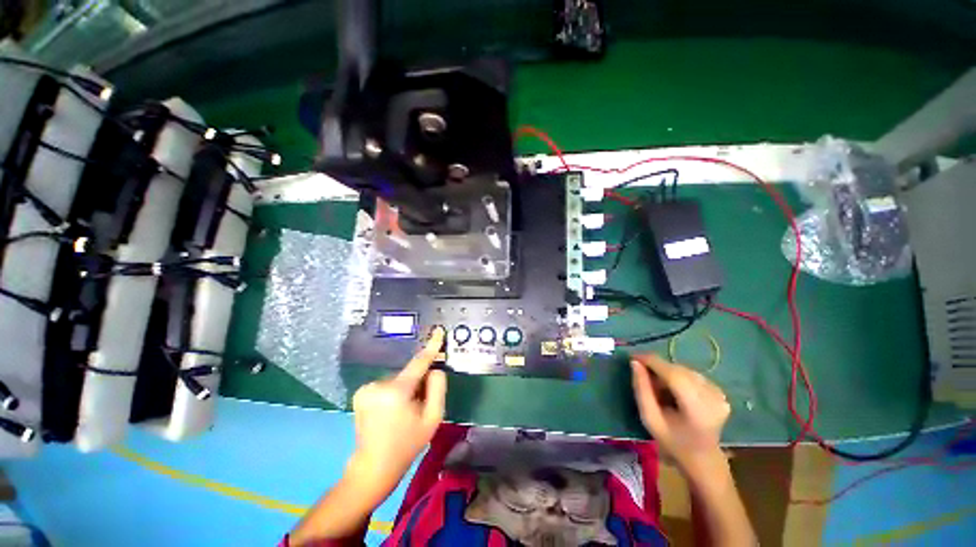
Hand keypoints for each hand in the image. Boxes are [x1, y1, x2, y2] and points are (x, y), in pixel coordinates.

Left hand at [348, 327, 447, 493]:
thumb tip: (434, 369)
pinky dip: (394, 391)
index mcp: (396, 392)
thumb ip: (438, 388)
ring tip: (403, 411)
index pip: (418, 362)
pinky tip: (392, 410)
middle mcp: (378, 385)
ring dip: (405, 388)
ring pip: (398, 378)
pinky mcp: (360, 392)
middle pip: (408, 373)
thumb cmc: (407, 444)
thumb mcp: (433, 418)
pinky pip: (387, 384)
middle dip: (417, 382)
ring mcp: (366, 388)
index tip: (439, 331)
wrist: (374, 466)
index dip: (431, 347)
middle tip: (419, 404)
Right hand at [630, 354, 730, 474]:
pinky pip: (692, 375)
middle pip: (679, 370)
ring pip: (685, 370)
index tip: (633, 357)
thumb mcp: (649, 419)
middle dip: (658, 367)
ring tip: (659, 386)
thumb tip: (635, 363)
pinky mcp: (721, 392)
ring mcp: (719, 395)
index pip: (673, 375)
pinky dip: (678, 376)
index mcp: (697, 410)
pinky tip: (674, 389)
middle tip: (643, 375)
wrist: (702, 458)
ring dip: (667, 372)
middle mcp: (712, 399)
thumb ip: (641, 389)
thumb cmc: (672, 441)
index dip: (652, 362)